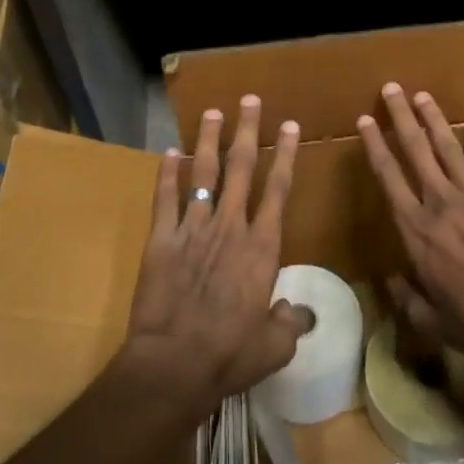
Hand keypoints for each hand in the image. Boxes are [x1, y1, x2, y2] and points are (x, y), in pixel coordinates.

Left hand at [124, 94, 309, 413]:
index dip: (285, 154)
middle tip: (250, 100)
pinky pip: (165, 198)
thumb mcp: (275, 346)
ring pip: (204, 173)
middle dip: (247, 131)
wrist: (175, 363)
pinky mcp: (162, 239)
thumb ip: (291, 323)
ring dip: (209, 140)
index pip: (278, 189)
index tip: (289, 125)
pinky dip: (167, 173)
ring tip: (212, 112)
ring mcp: (193, 228)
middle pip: (242, 168)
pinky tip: (169, 152)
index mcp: (262, 247)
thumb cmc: (230, 354)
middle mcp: (230, 226)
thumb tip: (302, 313)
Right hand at [356, 84, 463, 367]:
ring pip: (449, 148)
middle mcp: (439, 202)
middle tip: (391, 88)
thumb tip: (391, 280)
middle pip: (415, 150)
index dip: (375, 144)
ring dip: (435, 120)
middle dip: (401, 116)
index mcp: (414, 228)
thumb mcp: (427, 318)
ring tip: (423, 96)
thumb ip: (405, 296)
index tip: (365, 119)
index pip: (388, 176)